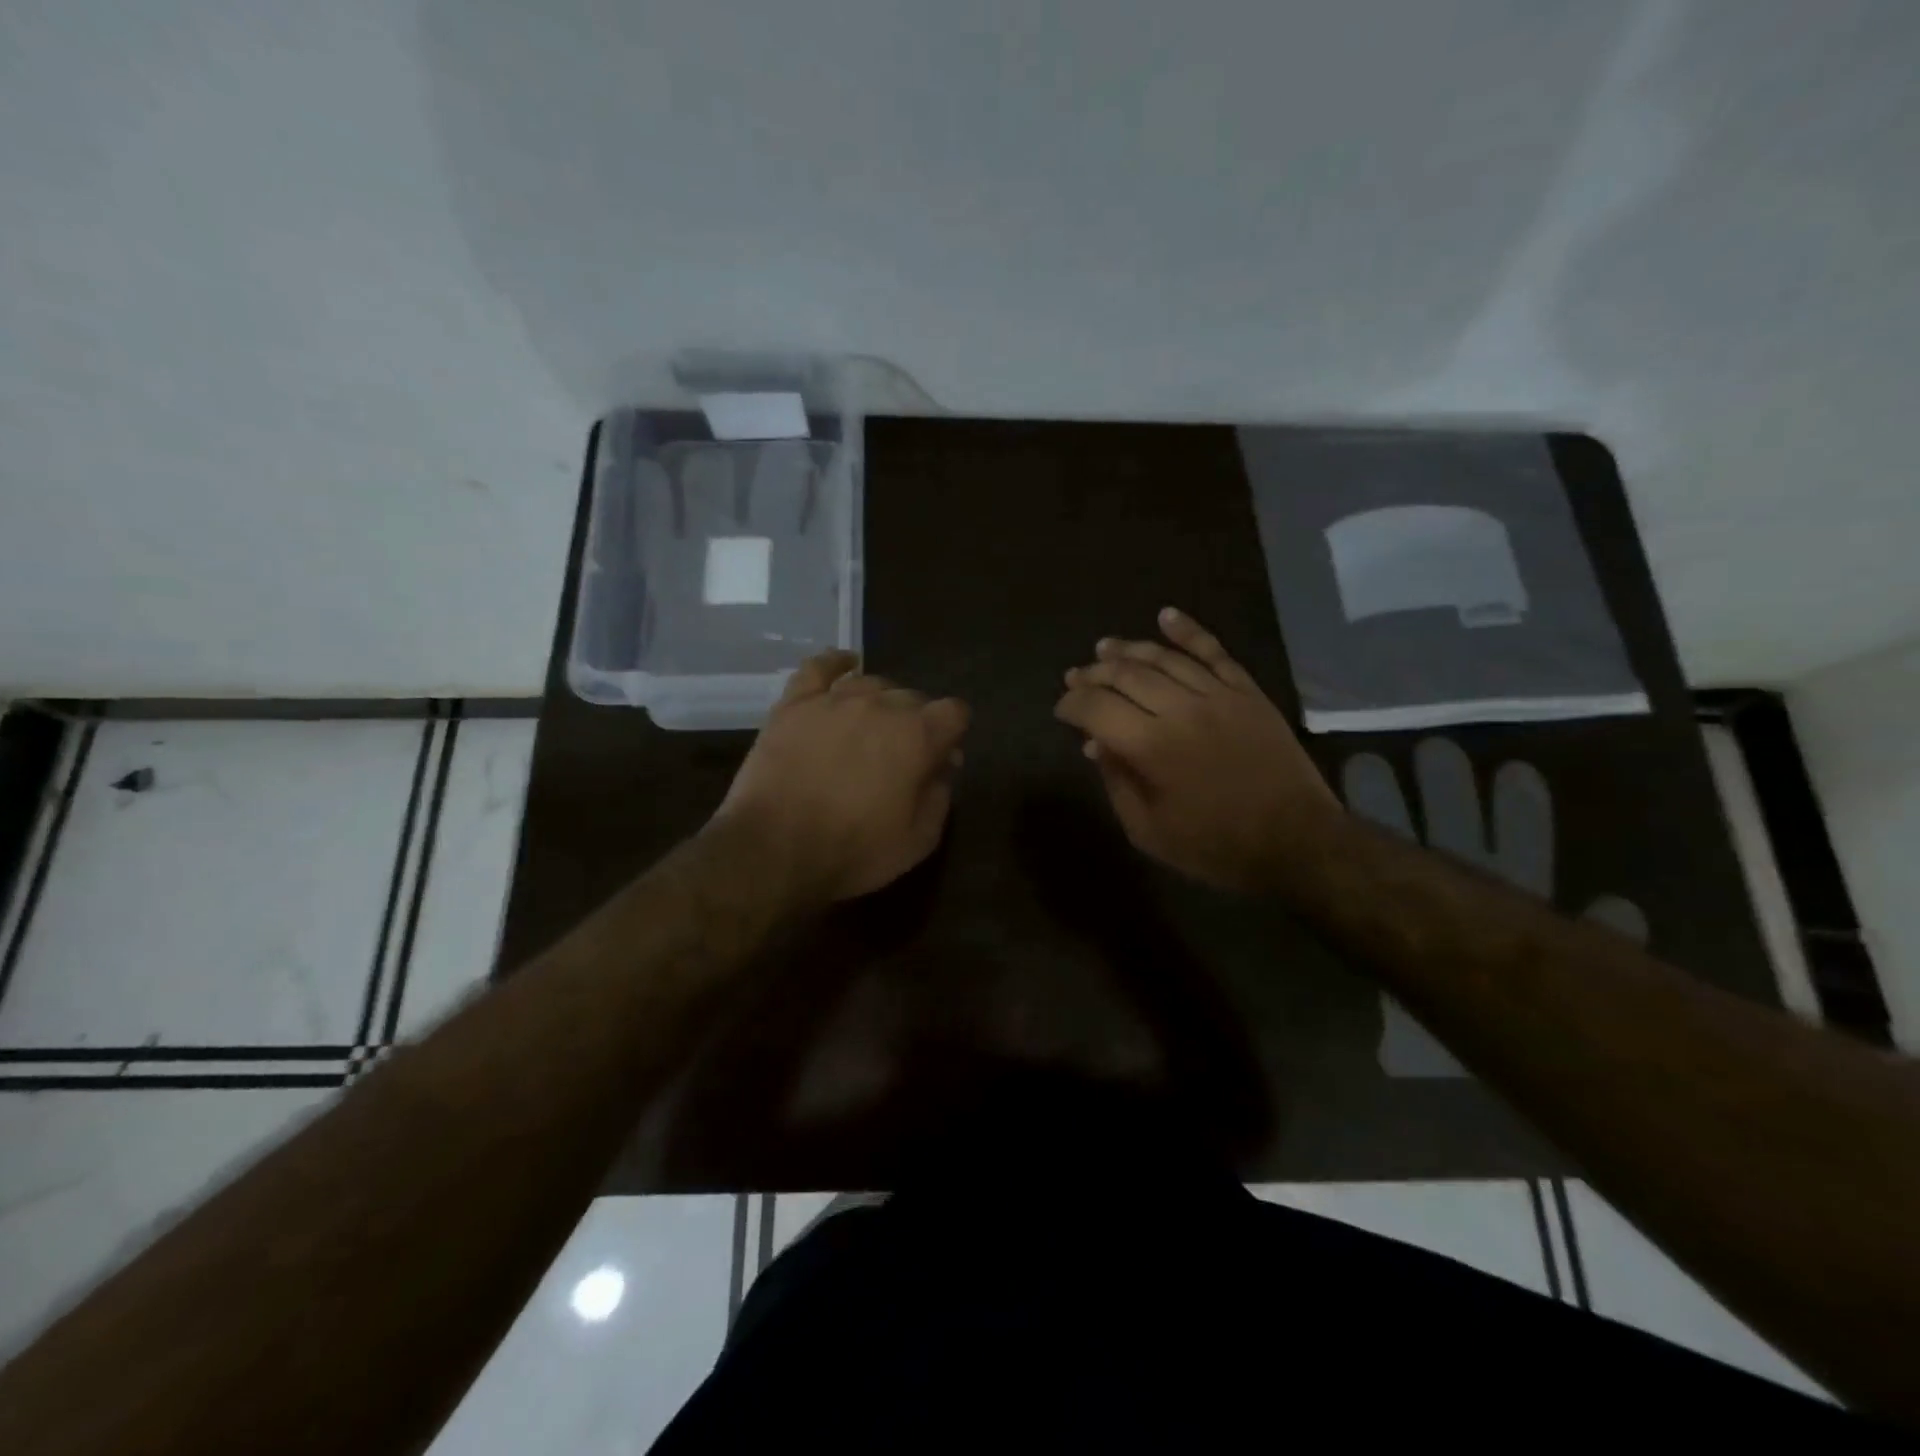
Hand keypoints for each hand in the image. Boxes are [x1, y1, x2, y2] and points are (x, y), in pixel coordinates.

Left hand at [713, 651, 969, 903]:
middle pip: (913, 697)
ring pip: (872, 683)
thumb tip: (944, 765)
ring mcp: (834, 699)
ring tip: (871, 727)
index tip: (942, 759)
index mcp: (917, 736)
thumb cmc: (853, 851)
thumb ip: (940, 795)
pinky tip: (845, 664)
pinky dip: (837, 663)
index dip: (952, 735)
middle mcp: (880, 705)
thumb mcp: (918, 840)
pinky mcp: (794, 704)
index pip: (954, 713)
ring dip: (881, 702)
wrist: (773, 849)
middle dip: (916, 722)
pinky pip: (819, 668)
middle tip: (901, 756)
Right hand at [1054, 608, 1337, 890]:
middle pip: (1125, 675)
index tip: (1062, 710)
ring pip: (1163, 659)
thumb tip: (1095, 745)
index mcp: (1151, 747)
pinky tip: (1166, 615)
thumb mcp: (1149, 832)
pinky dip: (1188, 631)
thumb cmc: (1217, 846)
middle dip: (1092, 674)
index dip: (1071, 704)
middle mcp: (1180, 710)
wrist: (1297, 840)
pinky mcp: (1247, 692)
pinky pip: (1214, 652)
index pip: (1096, 708)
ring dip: (1128, 650)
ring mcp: (1217, 695)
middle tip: (1075, 676)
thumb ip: (1118, 784)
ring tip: (1104, 647)